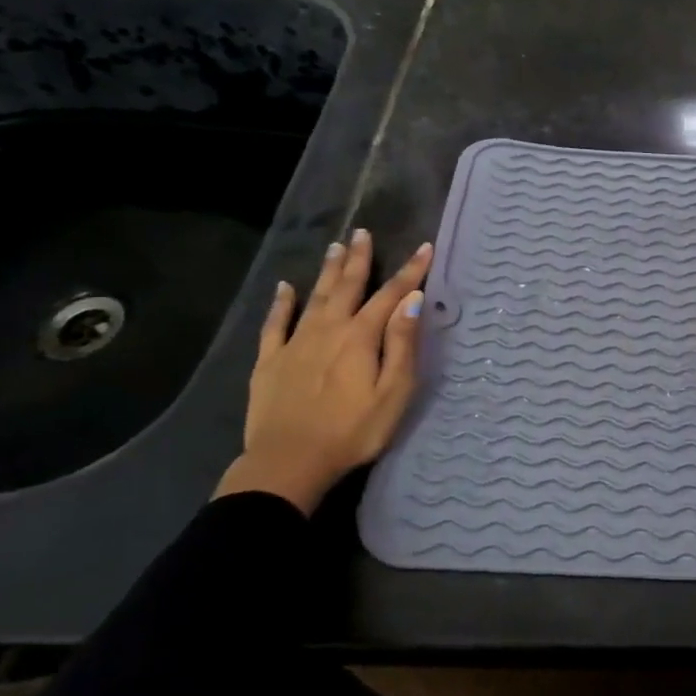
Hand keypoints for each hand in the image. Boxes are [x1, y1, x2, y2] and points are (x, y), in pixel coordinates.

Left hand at [214, 230, 433, 515]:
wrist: (288, 463)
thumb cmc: (352, 431)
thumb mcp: (393, 392)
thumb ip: (403, 344)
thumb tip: (412, 300)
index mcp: (361, 337)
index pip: (391, 295)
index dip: (410, 271)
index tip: (425, 247)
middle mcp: (328, 330)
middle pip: (347, 286)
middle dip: (358, 259)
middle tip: (362, 232)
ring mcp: (295, 344)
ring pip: (314, 297)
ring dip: (326, 271)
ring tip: (334, 246)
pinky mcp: (270, 362)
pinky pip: (275, 324)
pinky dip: (281, 303)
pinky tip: (284, 288)